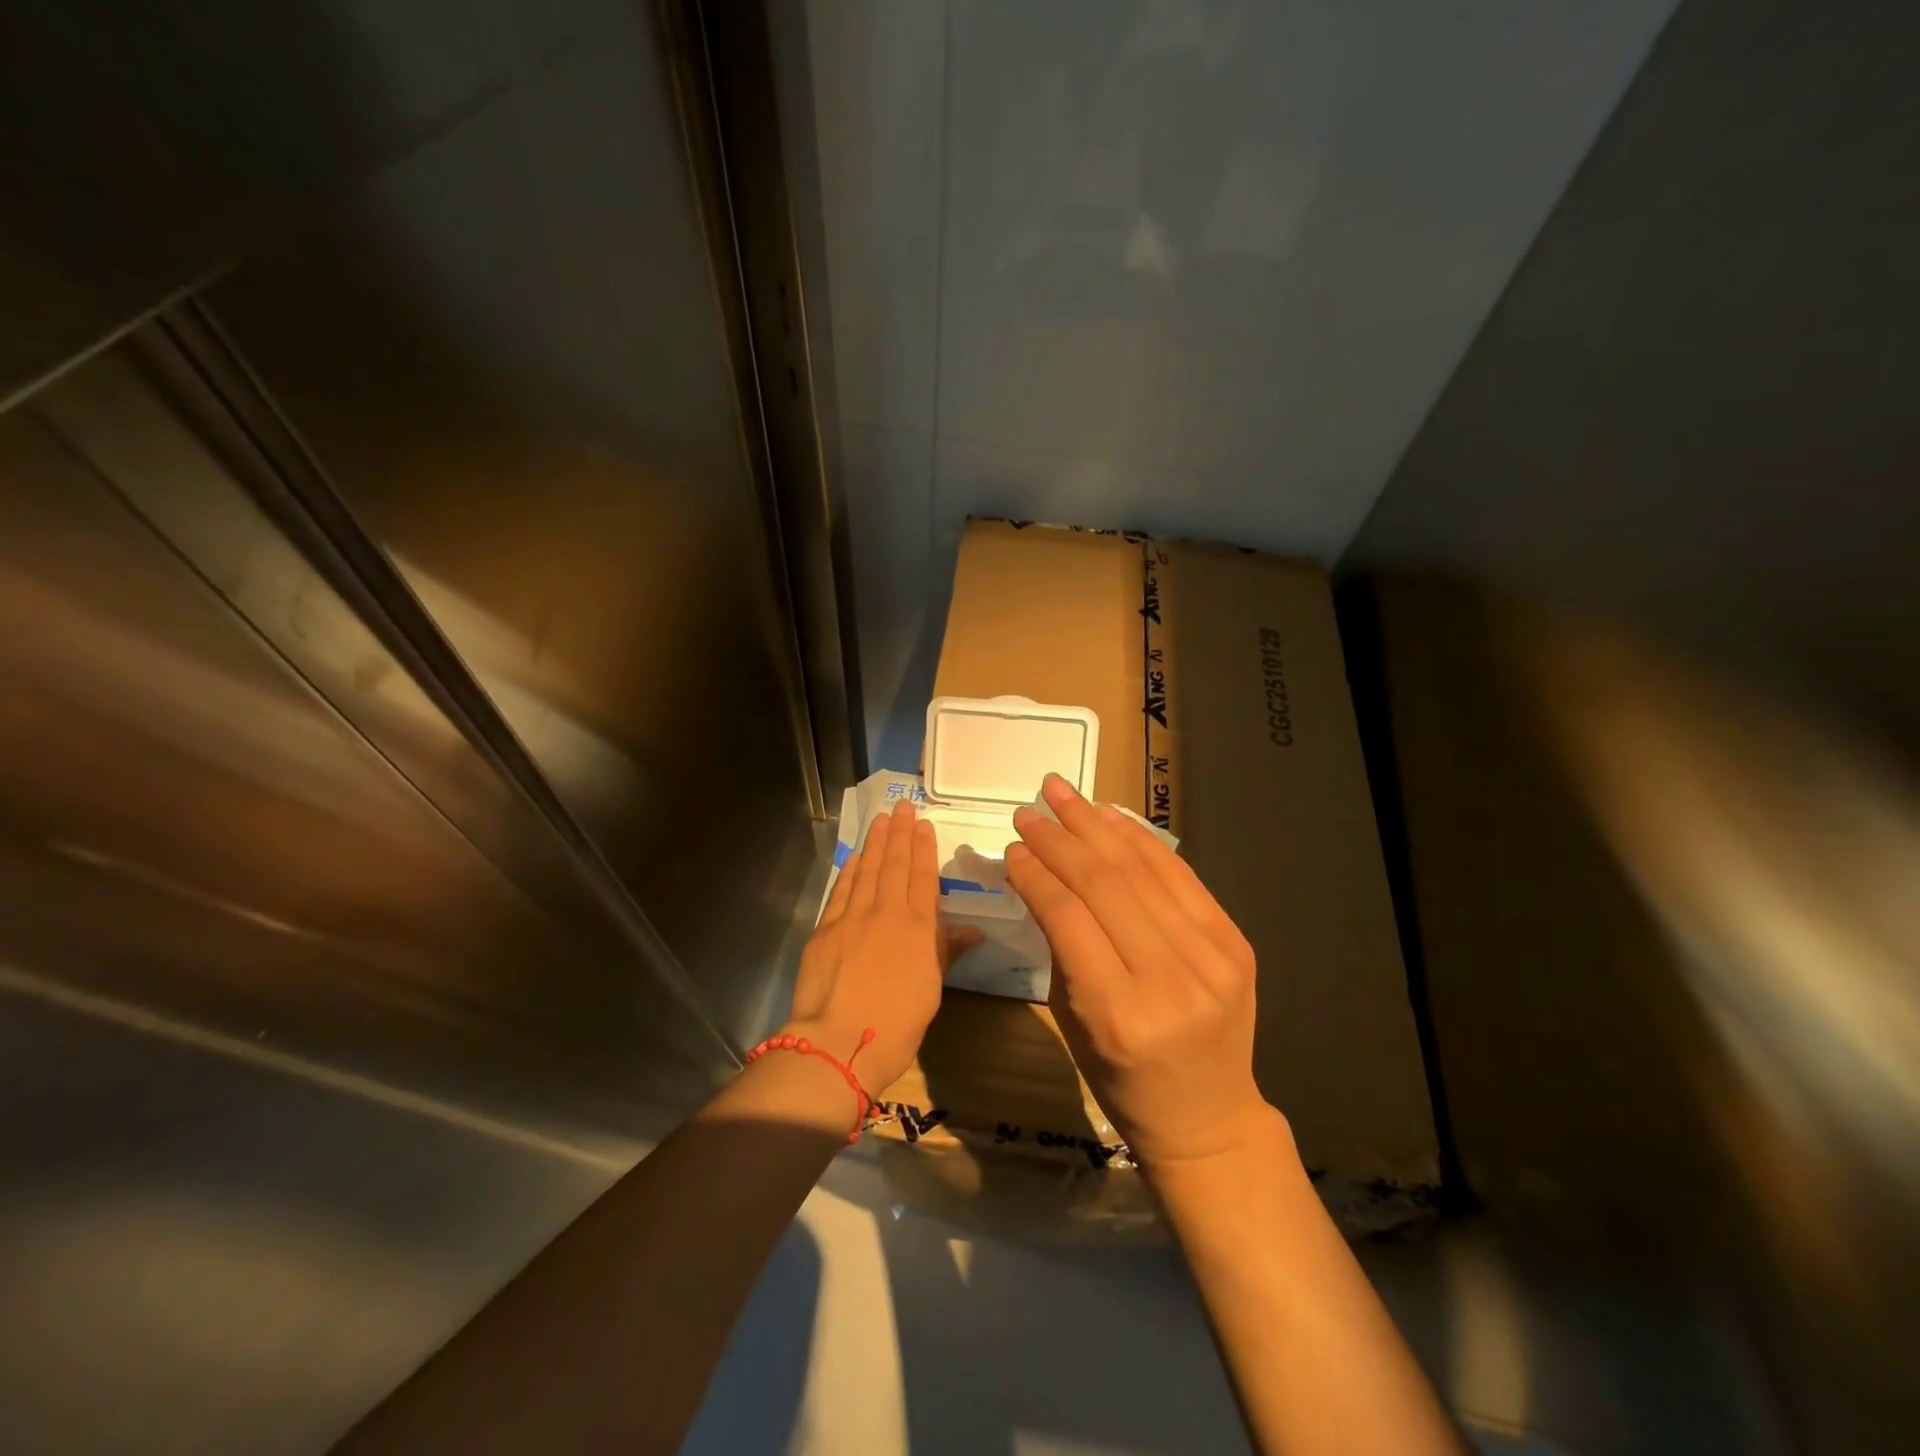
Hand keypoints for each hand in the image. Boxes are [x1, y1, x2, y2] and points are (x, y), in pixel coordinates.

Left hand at [785, 799, 978, 1090]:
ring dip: (876, 842)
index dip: (923, 848)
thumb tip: (973, 931)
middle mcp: (887, 912)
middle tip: (902, 806)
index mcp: (918, 927)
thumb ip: (946, 951)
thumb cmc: (897, 1024)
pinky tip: (855, 856)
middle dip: (900, 833)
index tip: (923, 824)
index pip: (923, 877)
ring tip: (881, 818)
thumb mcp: (931, 989)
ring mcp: (853, 917)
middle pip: (895, 864)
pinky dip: (850, 870)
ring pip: (868, 870)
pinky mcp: (826, 928)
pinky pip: (842, 890)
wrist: (840, 1042)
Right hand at [1006, 774, 1272, 1166]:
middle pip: (1104, 884)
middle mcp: (1169, 981)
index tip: (1012, 846)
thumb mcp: (1073, 1022)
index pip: (1067, 918)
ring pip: (1142, 870)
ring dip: (1096, 824)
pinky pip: (1180, 876)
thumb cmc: (1121, 1081)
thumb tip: (1039, 873)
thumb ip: (1060, 945)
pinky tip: (1110, 816)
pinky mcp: (1235, 943)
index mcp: (1117, 1014)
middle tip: (1029, 809)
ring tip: (1062, 793)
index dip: (1036, 873)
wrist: (1209, 1117)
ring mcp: (1211, 958)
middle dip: (1060, 838)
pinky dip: (1140, 840)